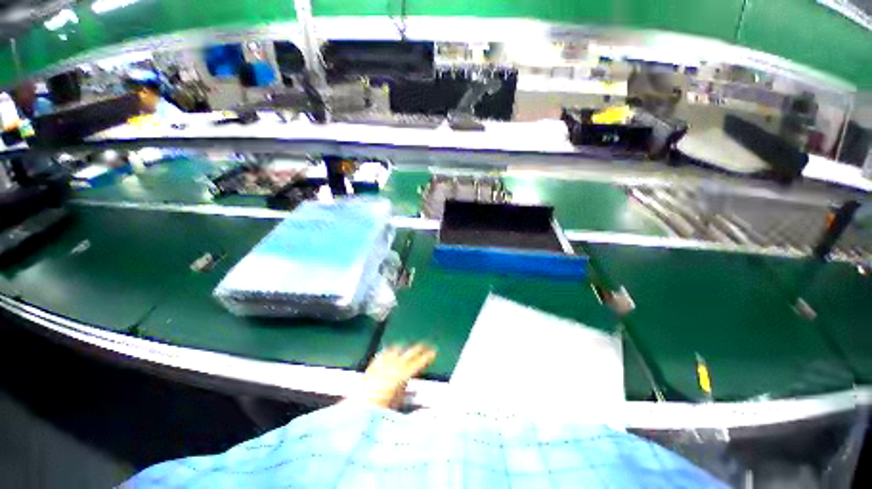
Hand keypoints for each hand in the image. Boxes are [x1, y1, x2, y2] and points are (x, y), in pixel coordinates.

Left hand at [350, 343, 435, 409]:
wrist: (358, 408)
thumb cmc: (380, 409)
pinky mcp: (373, 365)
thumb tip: (408, 380)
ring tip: (408, 347)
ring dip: (404, 348)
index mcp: (401, 374)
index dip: (427, 356)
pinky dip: (389, 351)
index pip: (418, 362)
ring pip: (395, 350)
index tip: (434, 351)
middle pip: (409, 353)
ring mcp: (382, 363)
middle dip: (419, 348)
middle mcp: (393, 365)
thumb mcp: (397, 402)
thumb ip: (404, 388)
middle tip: (426, 345)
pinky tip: (390, 351)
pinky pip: (383, 354)